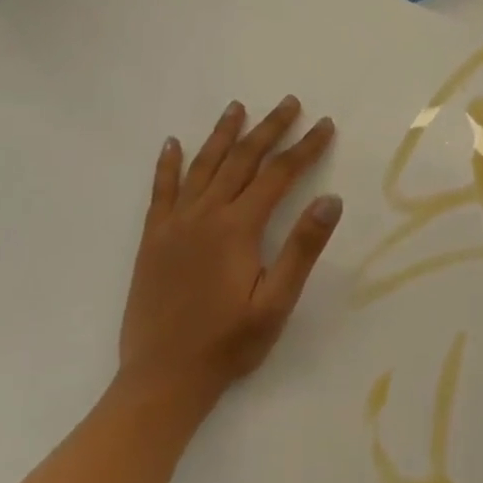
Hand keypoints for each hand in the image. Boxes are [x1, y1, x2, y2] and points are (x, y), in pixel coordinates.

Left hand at [117, 95, 341, 425]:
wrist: (161, 380)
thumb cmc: (228, 343)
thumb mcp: (276, 302)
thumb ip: (302, 249)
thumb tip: (330, 200)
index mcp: (237, 229)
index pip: (278, 175)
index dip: (305, 148)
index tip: (325, 125)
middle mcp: (204, 216)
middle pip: (241, 160)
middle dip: (269, 129)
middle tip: (289, 102)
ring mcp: (173, 225)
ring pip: (202, 167)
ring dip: (222, 134)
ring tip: (237, 107)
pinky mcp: (152, 240)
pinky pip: (160, 192)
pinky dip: (168, 165)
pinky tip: (172, 144)